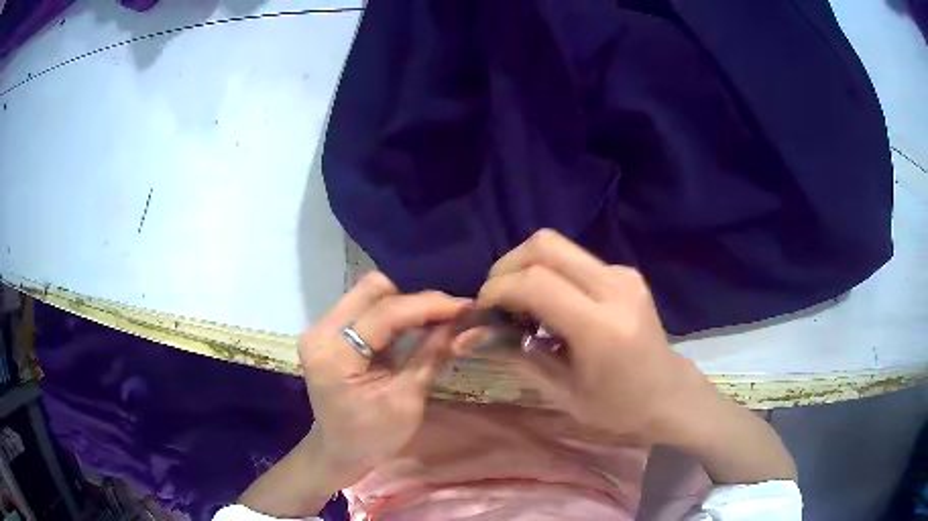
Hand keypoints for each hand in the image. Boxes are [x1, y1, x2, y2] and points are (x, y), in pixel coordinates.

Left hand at [299, 272, 469, 486]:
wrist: (339, 451)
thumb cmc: (372, 437)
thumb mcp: (406, 400)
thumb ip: (431, 355)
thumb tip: (468, 325)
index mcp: (333, 353)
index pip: (384, 314)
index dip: (428, 306)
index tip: (466, 307)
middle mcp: (321, 331)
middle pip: (372, 289)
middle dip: (415, 298)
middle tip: (450, 314)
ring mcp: (323, 328)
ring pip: (370, 294)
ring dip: (406, 303)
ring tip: (439, 318)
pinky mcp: (331, 332)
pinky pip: (367, 308)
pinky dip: (395, 313)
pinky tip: (418, 324)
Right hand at [478, 230, 795, 483]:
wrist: (668, 394)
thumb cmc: (618, 407)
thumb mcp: (562, 393)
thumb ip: (516, 356)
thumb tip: (469, 336)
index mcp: (601, 326)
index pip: (536, 282)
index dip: (498, 289)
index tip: (482, 310)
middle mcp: (615, 288)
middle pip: (545, 245)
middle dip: (507, 265)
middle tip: (495, 299)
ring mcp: (623, 275)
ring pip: (558, 246)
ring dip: (527, 268)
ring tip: (520, 306)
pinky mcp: (625, 273)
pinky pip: (575, 260)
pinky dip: (550, 274)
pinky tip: (550, 306)